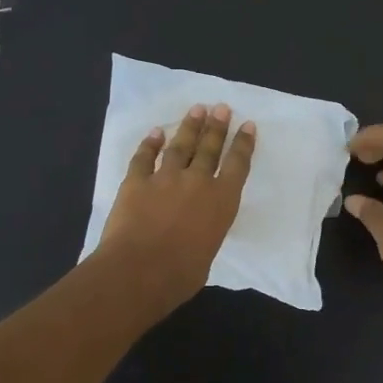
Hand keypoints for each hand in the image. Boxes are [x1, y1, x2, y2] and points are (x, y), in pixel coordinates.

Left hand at [97, 103, 255, 312]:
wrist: (140, 270)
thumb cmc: (181, 274)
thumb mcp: (208, 252)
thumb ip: (205, 233)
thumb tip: (195, 232)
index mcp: (222, 201)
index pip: (237, 165)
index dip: (243, 144)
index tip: (247, 125)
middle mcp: (197, 182)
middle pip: (209, 148)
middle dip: (217, 126)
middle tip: (221, 108)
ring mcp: (165, 178)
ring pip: (180, 146)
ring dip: (189, 127)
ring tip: (197, 110)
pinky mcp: (136, 182)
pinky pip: (144, 157)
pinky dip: (149, 143)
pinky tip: (155, 132)